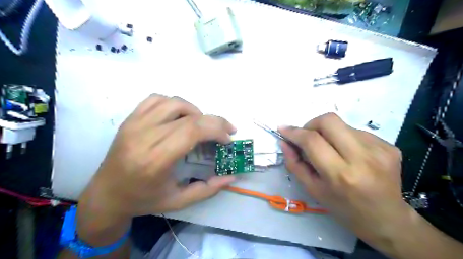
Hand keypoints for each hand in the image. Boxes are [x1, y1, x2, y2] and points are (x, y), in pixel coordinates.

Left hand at [80, 95, 236, 217]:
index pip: (192, 130)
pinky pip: (156, 99)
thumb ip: (208, 190)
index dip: (216, 129)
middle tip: (226, 130)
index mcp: (156, 159)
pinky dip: (174, 104)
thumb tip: (231, 178)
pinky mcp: (130, 119)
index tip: (228, 139)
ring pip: (174, 102)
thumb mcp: (179, 202)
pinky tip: (179, 117)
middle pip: (189, 116)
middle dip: (215, 121)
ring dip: (195, 111)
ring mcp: (135, 124)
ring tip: (201, 125)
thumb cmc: (143, 200)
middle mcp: (144, 136)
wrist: (106, 195)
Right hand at [277, 113, 409, 242]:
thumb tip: (285, 141)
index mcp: (340, 174)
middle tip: (308, 137)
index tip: (283, 129)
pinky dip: (344, 138)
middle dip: (311, 124)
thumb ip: (295, 164)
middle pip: (329, 121)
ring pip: (342, 124)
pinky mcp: (389, 146)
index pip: (312, 140)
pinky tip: (348, 154)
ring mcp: (379, 149)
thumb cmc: (344, 208)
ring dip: (329, 133)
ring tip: (331, 150)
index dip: (294, 131)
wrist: (386, 219)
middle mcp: (362, 158)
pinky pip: (357, 131)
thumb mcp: (313, 190)